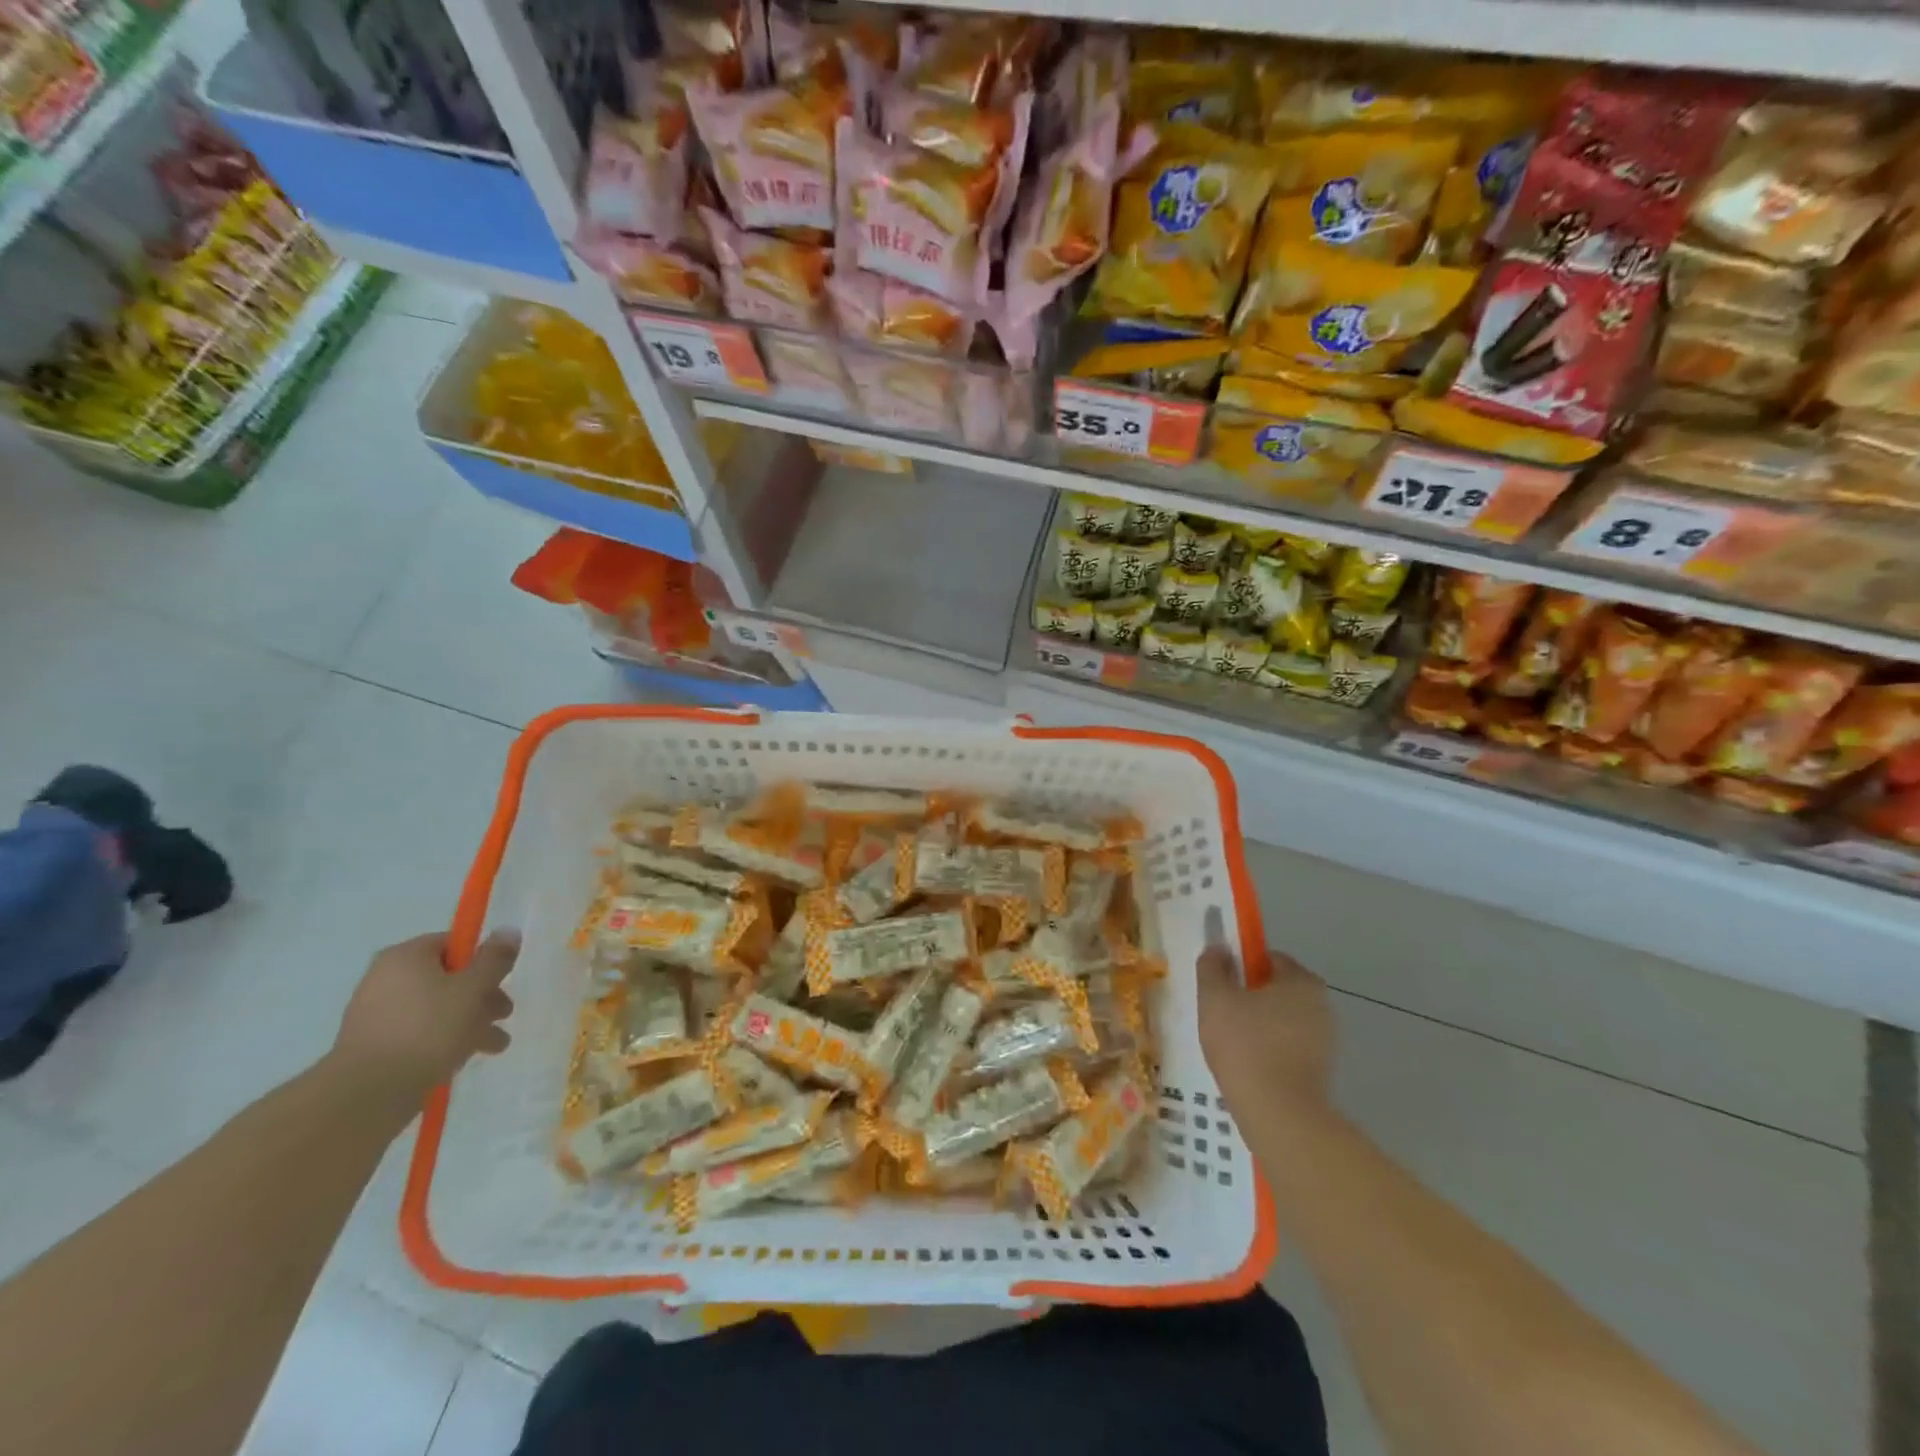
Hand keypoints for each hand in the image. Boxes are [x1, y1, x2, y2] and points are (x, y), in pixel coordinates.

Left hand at [327, 930, 517, 1110]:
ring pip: (437, 1009)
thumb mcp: (474, 988)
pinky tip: (465, 1058)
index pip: (453, 944)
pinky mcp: (374, 1046)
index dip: (482, 960)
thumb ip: (495, 959)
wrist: (368, 1094)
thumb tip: (508, 930)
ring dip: (470, 1022)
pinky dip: (444, 1040)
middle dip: (482, 997)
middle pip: (447, 978)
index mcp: (405, 957)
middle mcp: (385, 979)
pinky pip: (419, 1033)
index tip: (502, 980)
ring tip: (495, 1046)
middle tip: (504, 1014)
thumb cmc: (428, 1029)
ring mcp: (376, 1015)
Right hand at [1197, 943, 1333, 1115]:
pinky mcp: (1321, 1072)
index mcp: (1302, 981)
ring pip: (1282, 1021)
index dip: (1241, 967)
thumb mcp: (1215, 998)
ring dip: (1259, 1026)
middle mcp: (1322, 1006)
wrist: (1279, 1115)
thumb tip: (1218, 949)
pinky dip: (1270, 1052)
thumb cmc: (1245, 1045)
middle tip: (1220, 1014)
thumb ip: (1213, 967)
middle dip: (1250, 998)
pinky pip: (1288, 1049)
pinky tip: (1247, 1067)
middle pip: (1278, 990)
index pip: (1269, 959)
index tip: (1220, 985)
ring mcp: (1325, 1041)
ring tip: (1230, 1045)